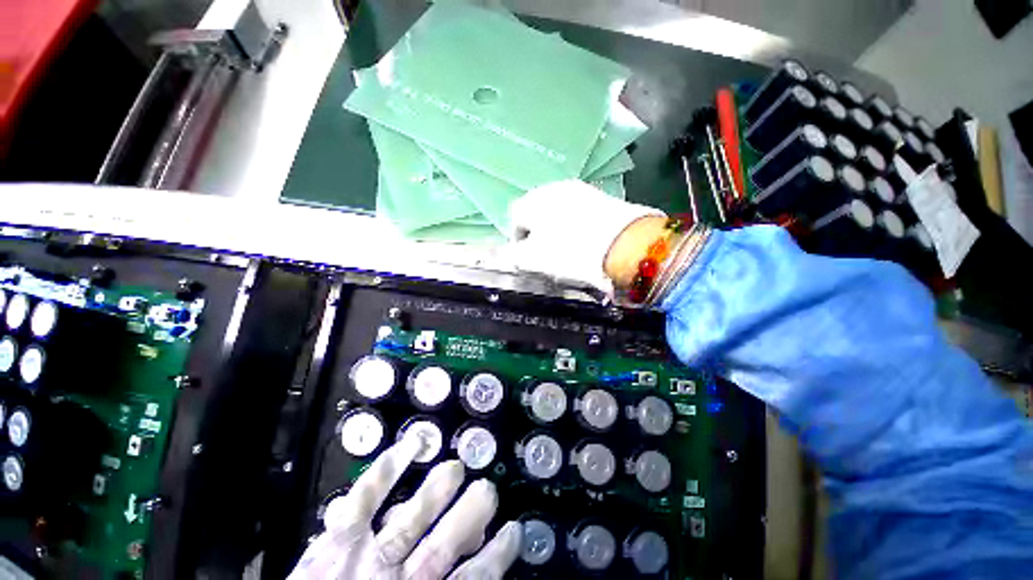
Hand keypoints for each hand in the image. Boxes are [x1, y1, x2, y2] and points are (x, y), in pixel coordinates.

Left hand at [289, 432, 521, 579]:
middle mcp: (396, 579)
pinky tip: (410, 445)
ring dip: (436, 492)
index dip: (495, 558)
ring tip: (456, 467)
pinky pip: (363, 501)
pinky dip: (385, 470)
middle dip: (469, 516)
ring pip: (410, 521)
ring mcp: (365, 559)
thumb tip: (472, 566)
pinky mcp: (337, 542)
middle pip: (442, 547)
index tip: (514, 531)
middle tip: (488, 490)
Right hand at [508, 180, 663, 293]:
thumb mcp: (533, 259)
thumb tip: (513, 253)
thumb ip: (516, 256)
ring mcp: (580, 190)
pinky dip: (576, 223)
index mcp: (532, 201)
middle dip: (537, 231)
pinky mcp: (601, 195)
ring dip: (557, 226)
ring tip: (567, 246)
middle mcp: (553, 188)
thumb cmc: (569, 252)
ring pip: (559, 209)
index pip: (515, 217)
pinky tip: (585, 238)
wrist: (622, 244)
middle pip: (538, 211)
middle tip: (545, 252)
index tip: (525, 257)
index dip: (517, 239)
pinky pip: (579, 210)